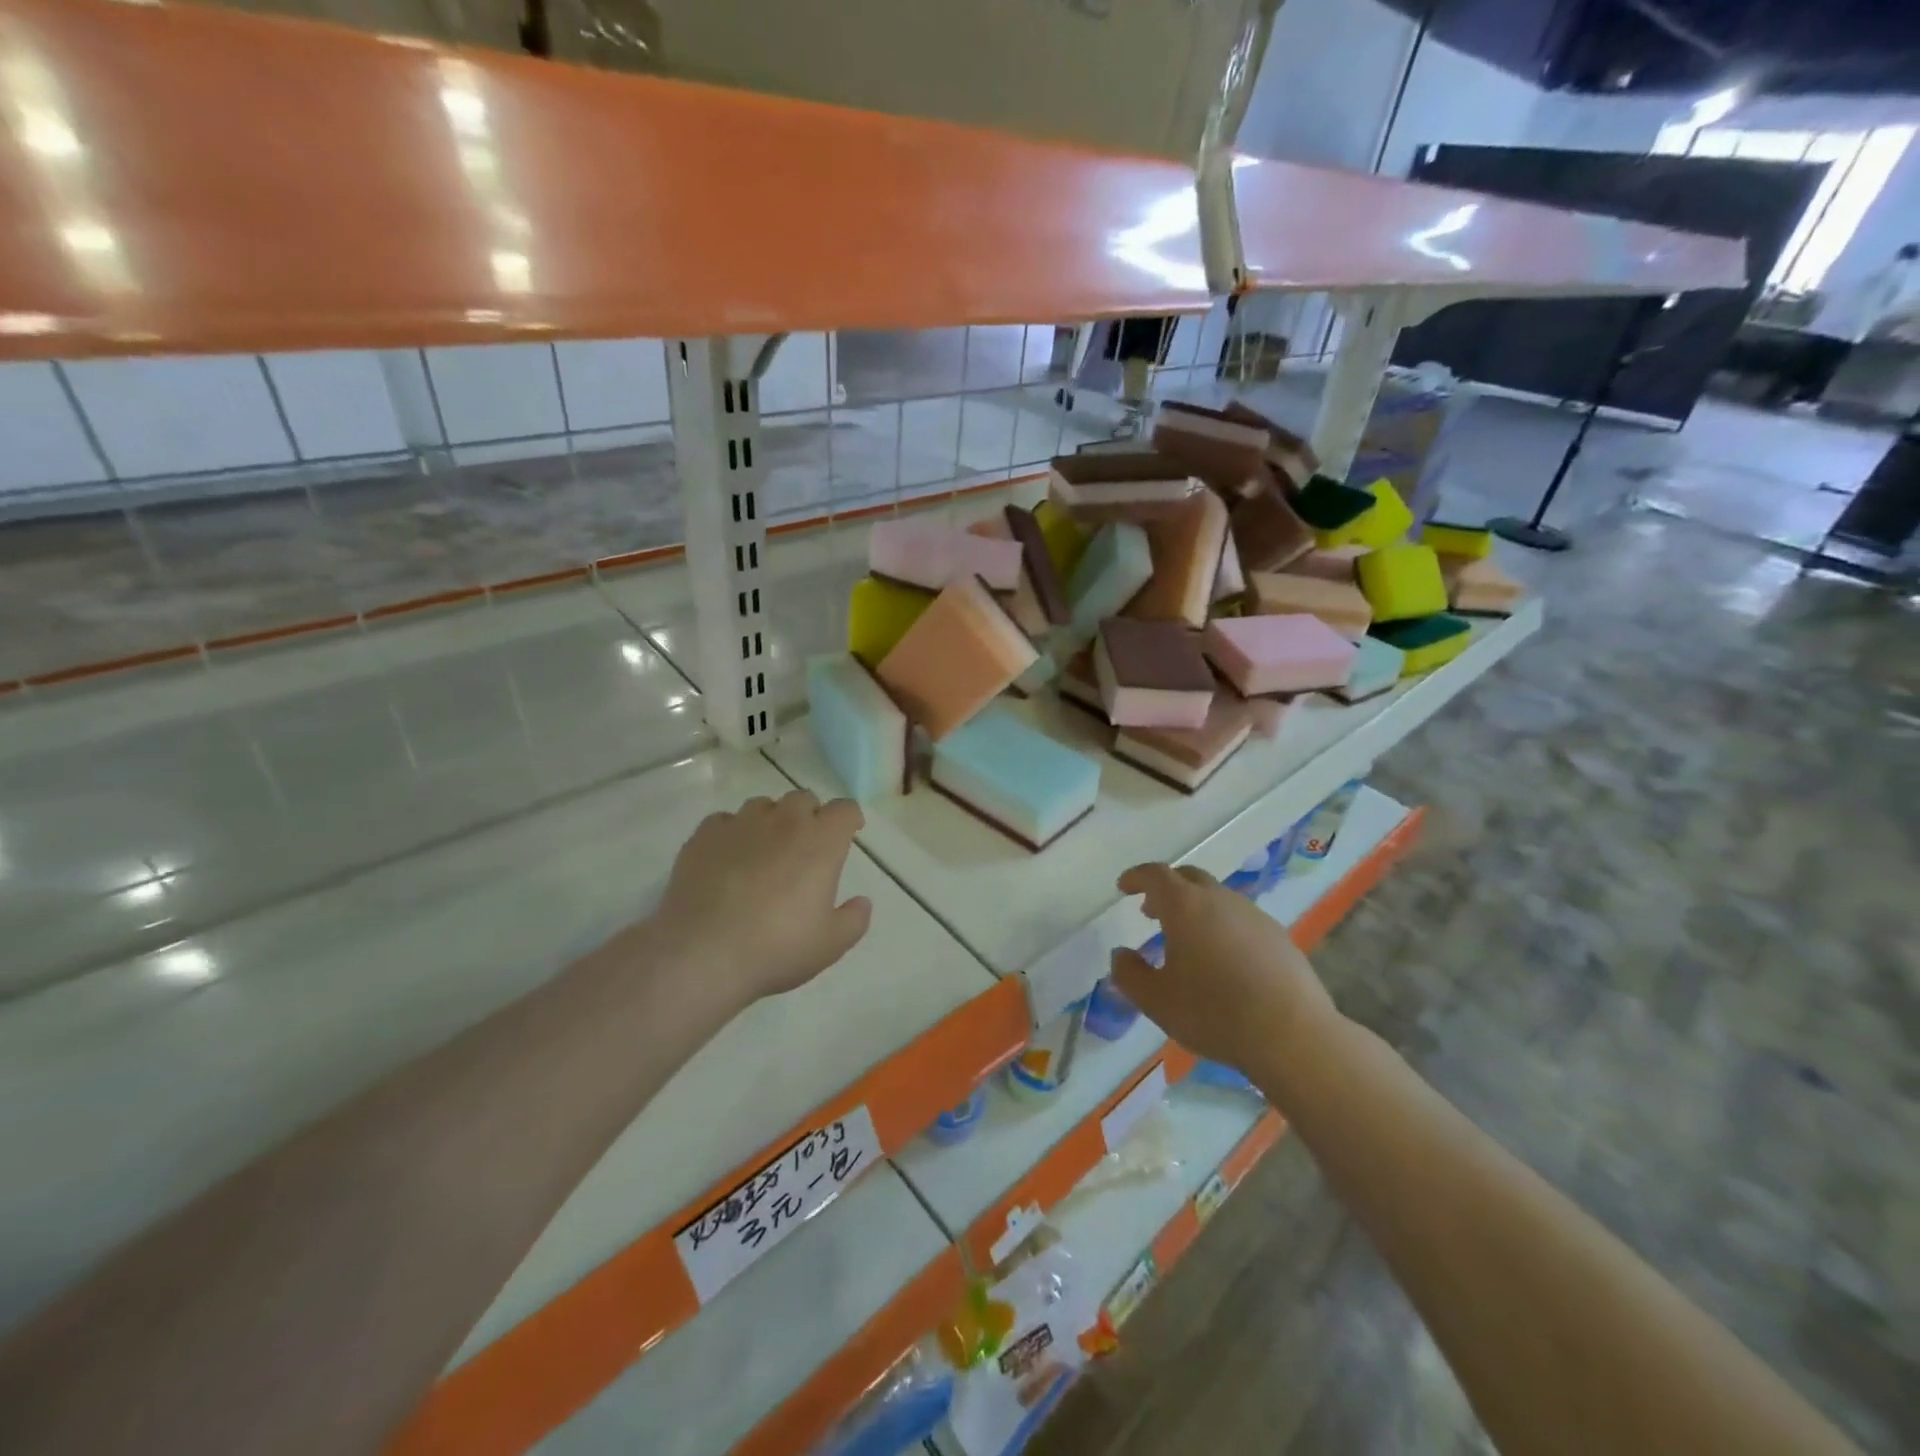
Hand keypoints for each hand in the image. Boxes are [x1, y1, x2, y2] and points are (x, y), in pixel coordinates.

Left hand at [650, 790, 873, 1007]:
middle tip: (806, 847)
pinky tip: (728, 859)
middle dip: (810, 816)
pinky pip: (724, 821)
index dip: (849, 819)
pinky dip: (733, 834)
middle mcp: (783, 821)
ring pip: (762, 805)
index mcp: (821, 841)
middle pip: (803, 798)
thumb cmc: (777, 947)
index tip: (848, 834)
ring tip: (764, 852)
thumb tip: (861, 902)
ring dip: (771, 820)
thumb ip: (854, 919)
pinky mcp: (704, 836)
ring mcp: (740, 824)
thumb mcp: (831, 944)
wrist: (702, 953)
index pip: (844, 809)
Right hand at [1109, 863, 1335, 1074]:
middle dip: (1166, 889)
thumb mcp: (1156, 1001)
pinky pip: (1240, 919)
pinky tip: (1223, 959)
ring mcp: (1253, 915)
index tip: (1124, 887)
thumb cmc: (1214, 1013)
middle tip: (1151, 911)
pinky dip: (1222, 926)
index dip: (1136, 877)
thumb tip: (1121, 955)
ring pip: (1217, 898)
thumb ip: (1129, 974)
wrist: (1292, 1034)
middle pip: (1188, 877)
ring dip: (1195, 908)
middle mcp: (1220, 900)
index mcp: (1185, 906)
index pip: (1155, 875)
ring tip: (1186, 940)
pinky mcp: (1278, 936)